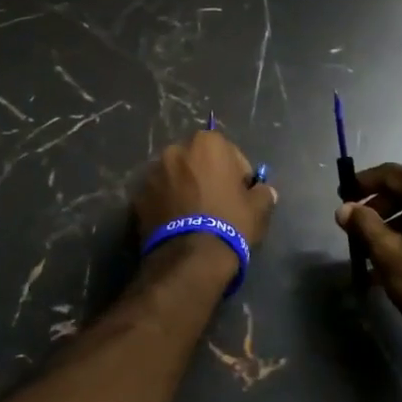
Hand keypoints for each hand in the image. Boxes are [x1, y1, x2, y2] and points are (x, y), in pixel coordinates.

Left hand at [133, 129, 277, 258]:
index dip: (237, 174)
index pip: (229, 152)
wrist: (189, 258)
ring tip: (193, 216)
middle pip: (197, 161)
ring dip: (183, 188)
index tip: (240, 194)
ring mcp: (152, 173)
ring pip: (175, 177)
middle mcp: (176, 150)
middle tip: (216, 202)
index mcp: (207, 143)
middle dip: (206, 176)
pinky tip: (177, 224)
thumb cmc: (229, 223)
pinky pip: (158, 196)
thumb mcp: (259, 208)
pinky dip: (166, 204)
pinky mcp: (137, 198)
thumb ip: (263, 192)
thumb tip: (264, 191)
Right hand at [336, 164, 401, 353]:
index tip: (342, 197)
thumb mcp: (389, 256)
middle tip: (354, 229)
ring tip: (372, 253)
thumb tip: (345, 208)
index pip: (391, 174)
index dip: (363, 183)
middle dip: (378, 208)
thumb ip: (364, 226)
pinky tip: (397, 264)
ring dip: (394, 226)